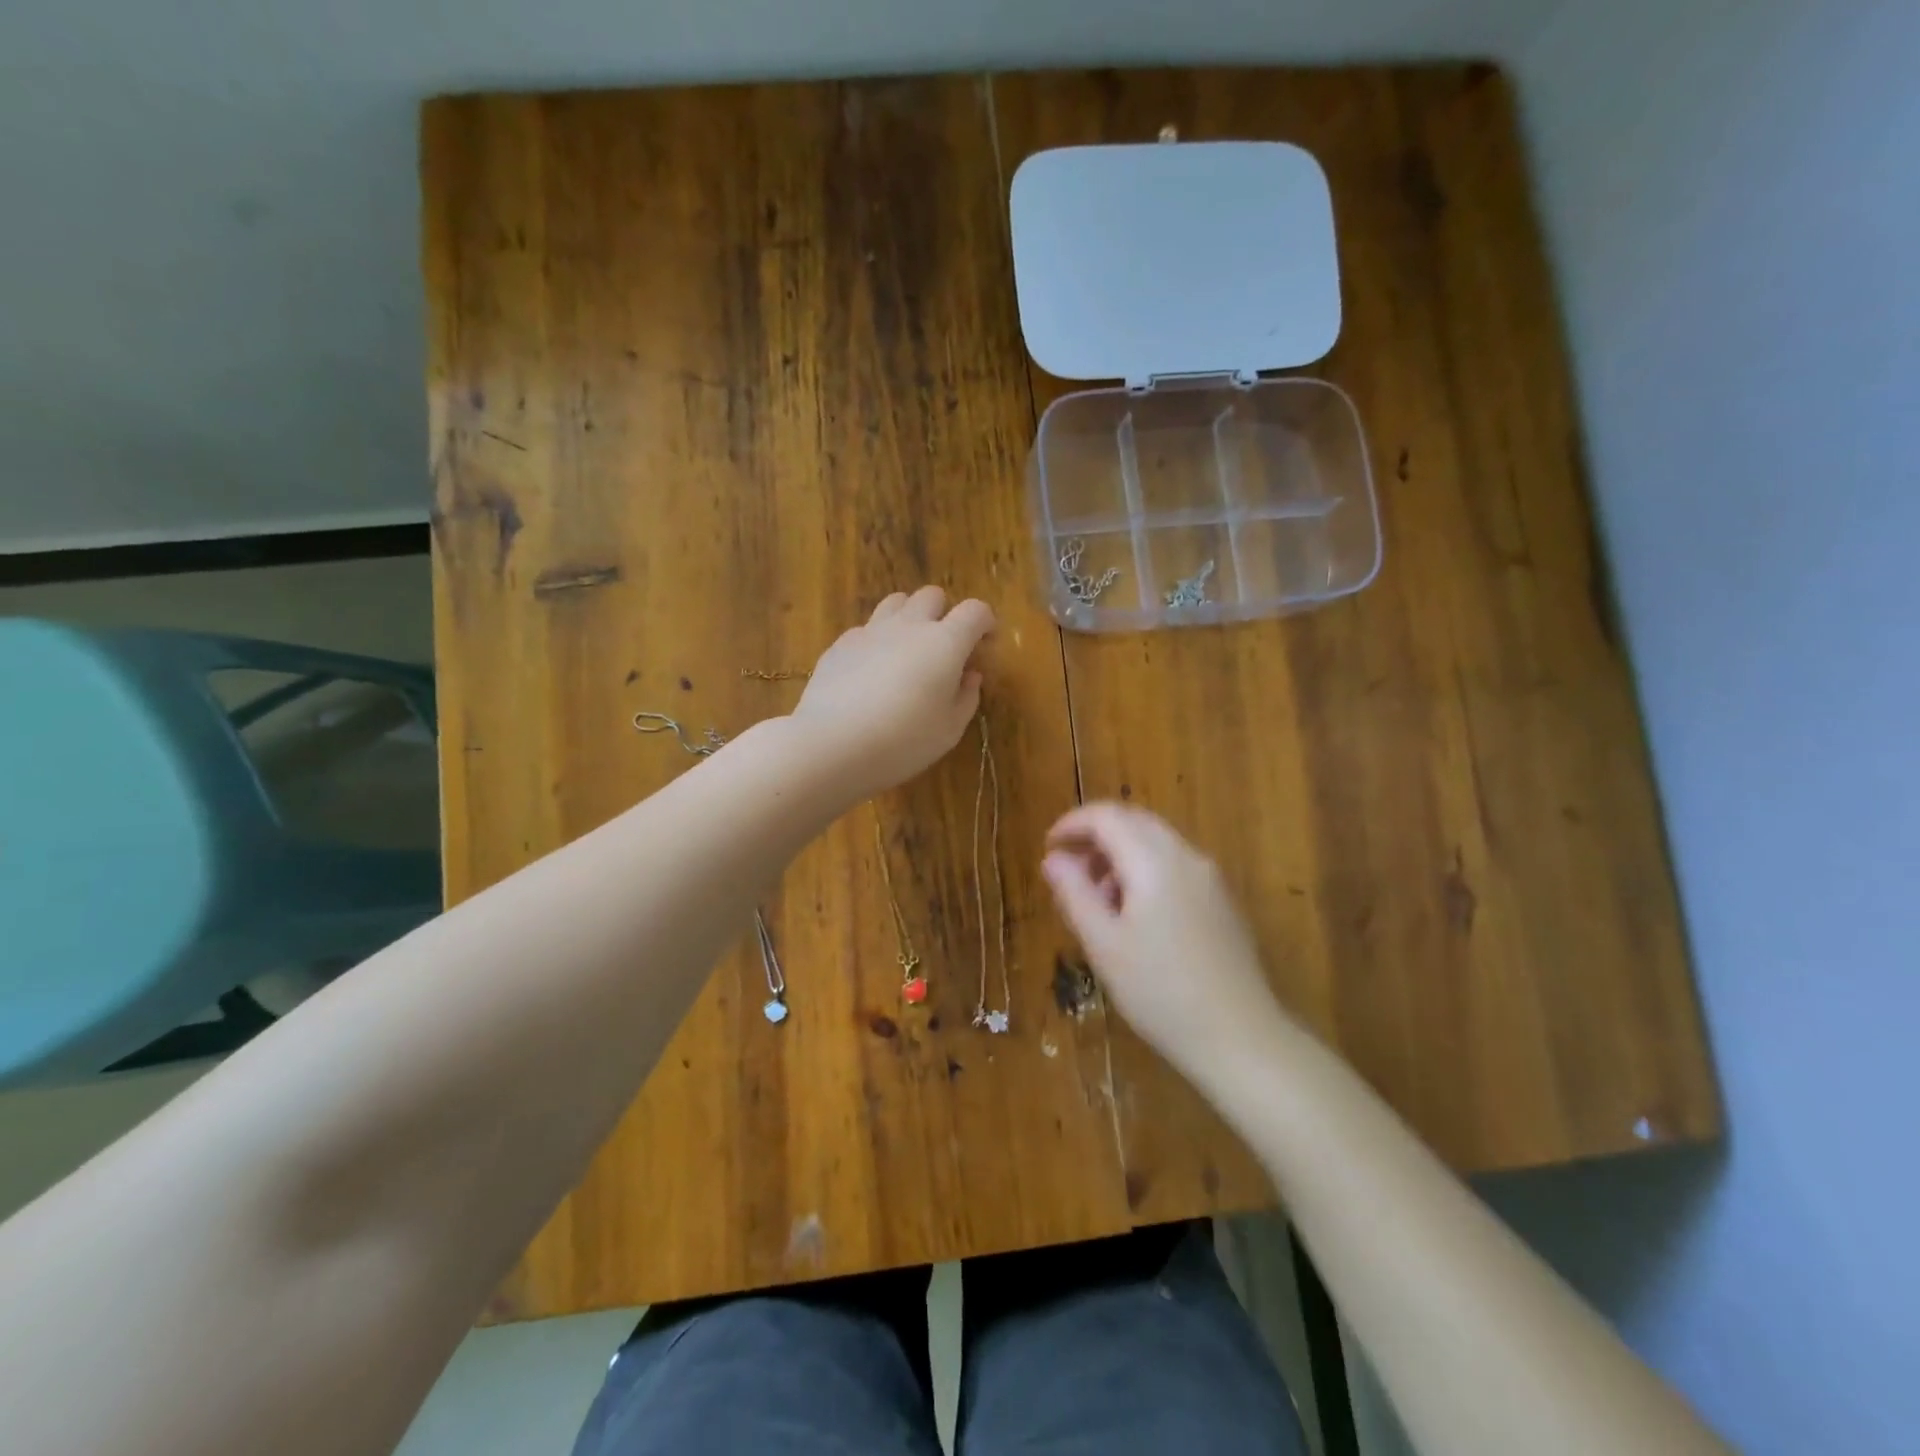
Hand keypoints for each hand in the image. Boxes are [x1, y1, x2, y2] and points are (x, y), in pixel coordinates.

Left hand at [792, 586, 995, 801]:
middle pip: (932, 595)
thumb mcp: (949, 730)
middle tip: (944, 647)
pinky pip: (866, 628)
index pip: (975, 611)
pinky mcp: (840, 644)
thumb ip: (966, 698)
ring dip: (909, 617)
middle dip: (945, 613)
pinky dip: (878, 640)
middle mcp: (909, 626)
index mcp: (945, 643)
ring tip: (908, 649)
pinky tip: (872, 671)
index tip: (986, 644)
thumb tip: (970, 676)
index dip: (986, 622)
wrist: (832, 745)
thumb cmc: (903, 742)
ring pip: (896, 602)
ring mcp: (870, 631)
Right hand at [1042, 803, 1291, 1081]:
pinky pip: (1175, 865)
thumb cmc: (1160, 992)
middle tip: (1069, 871)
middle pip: (1134, 822)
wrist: (1240, 1038)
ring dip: (1120, 856)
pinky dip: (1145, 871)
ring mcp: (1210, 877)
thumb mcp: (1103, 945)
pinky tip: (1135, 916)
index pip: (1106, 817)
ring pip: (1156, 842)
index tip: (1049, 847)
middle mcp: (1186, 856)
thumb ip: (1074, 893)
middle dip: (1096, 837)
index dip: (1072, 824)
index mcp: (1154, 861)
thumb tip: (1053, 858)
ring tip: (1099, 902)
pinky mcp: (1221, 900)